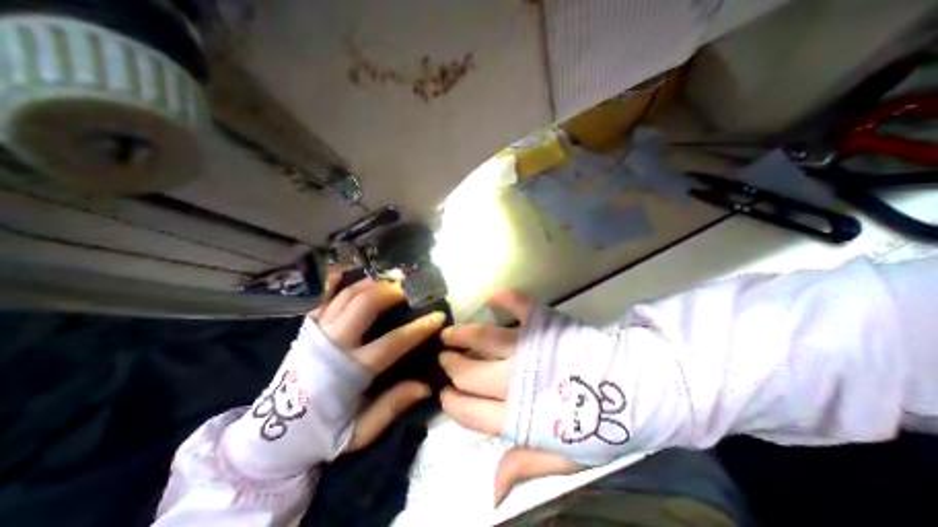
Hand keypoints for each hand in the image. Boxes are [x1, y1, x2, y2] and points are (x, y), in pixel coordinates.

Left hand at [312, 273, 447, 451]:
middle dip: (390, 292)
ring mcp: (317, 333)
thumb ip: (392, 406)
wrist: (271, 437)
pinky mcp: (306, 329)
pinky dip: (333, 282)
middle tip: (408, 288)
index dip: (419, 328)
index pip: (393, 342)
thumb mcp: (360, 431)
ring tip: (389, 277)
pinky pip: (321, 298)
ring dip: (370, 283)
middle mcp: (333, 345)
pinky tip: (347, 270)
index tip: (438, 316)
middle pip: (365, 306)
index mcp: (349, 372)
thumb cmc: (322, 434)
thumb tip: (425, 386)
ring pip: (346, 296)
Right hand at [438, 290, 580, 504]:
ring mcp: (530, 348)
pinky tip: (493, 297)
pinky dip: (507, 299)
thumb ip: (526, 465)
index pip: (471, 411)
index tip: (445, 395)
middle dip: (452, 365)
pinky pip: (522, 306)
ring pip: (485, 339)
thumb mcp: (565, 458)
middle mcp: (517, 380)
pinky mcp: (545, 325)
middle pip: (471, 373)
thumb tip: (491, 492)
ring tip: (449, 333)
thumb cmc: (598, 425)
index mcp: (520, 417)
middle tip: (444, 358)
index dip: (453, 403)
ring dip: (463, 334)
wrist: (635, 390)